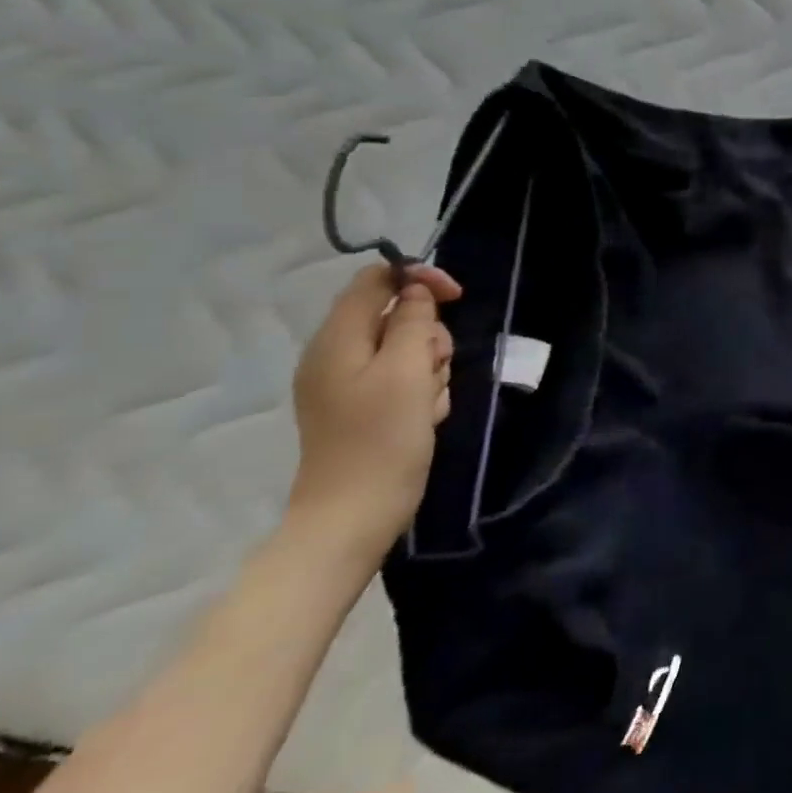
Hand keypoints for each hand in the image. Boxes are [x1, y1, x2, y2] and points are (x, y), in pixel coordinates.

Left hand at [288, 263, 461, 561]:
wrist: (355, 514)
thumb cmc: (382, 438)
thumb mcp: (407, 370)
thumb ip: (413, 321)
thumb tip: (415, 291)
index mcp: (337, 340)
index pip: (375, 280)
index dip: (417, 278)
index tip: (456, 297)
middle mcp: (336, 355)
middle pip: (396, 315)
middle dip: (429, 335)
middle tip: (435, 366)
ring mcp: (347, 384)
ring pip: (407, 349)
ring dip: (430, 367)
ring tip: (429, 401)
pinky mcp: (363, 408)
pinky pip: (403, 379)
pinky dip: (422, 390)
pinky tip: (425, 415)